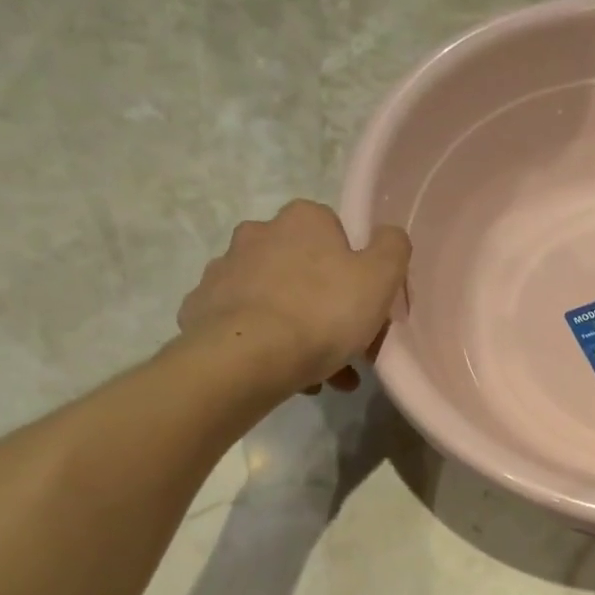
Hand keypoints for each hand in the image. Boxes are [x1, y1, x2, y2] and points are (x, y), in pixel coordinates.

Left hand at [178, 201, 410, 392]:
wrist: (246, 359)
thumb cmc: (323, 312)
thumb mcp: (381, 277)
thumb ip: (393, 247)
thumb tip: (388, 236)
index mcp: (302, 220)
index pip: (337, 234)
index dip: (356, 269)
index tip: (365, 304)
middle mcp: (258, 233)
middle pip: (306, 269)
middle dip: (328, 305)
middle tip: (348, 346)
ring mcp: (224, 270)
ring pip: (277, 300)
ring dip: (302, 330)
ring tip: (323, 375)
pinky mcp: (202, 308)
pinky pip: (247, 324)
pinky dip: (267, 344)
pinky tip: (286, 373)